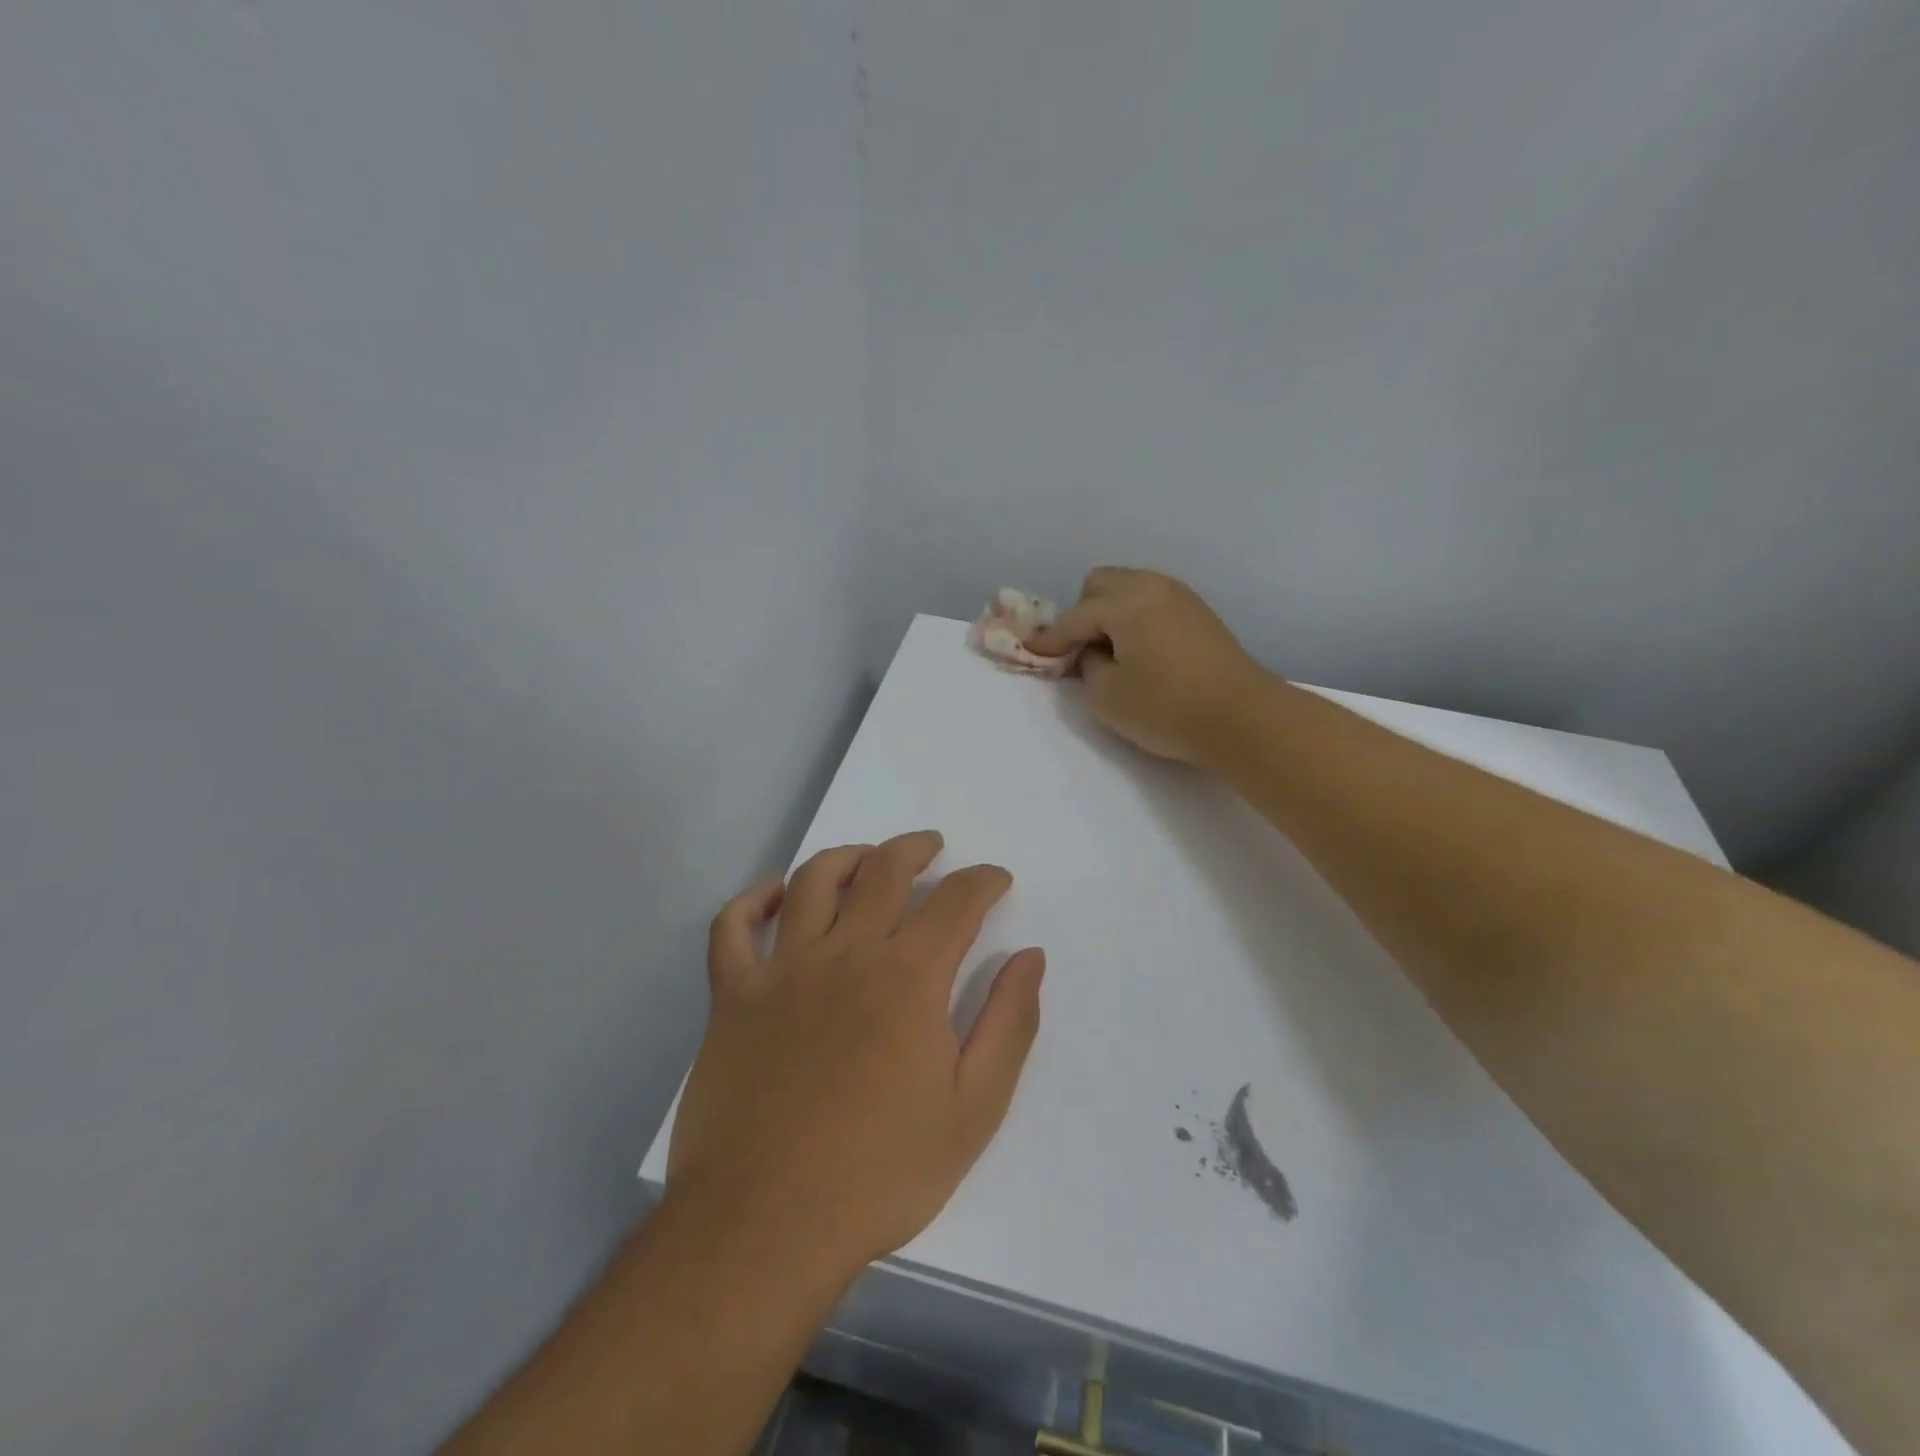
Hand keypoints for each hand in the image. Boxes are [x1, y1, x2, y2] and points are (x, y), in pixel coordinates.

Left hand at [666, 831, 1044, 1281]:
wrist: (765, 1226)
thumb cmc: (879, 1173)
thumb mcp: (973, 1110)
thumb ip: (1008, 1024)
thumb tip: (1030, 957)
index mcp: (907, 978)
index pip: (956, 901)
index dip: (982, 880)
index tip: (995, 879)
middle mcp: (845, 954)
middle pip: (883, 870)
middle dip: (915, 849)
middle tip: (932, 848)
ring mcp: (781, 969)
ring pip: (812, 880)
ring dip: (846, 857)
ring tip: (866, 859)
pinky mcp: (731, 996)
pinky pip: (733, 926)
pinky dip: (753, 900)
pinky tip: (777, 896)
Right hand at [1027, 567, 1271, 763]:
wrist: (1243, 719)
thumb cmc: (1167, 708)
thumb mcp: (1107, 695)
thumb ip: (1087, 666)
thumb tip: (1093, 652)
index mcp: (1127, 602)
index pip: (1075, 617)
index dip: (1050, 639)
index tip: (1030, 653)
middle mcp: (1153, 587)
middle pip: (1101, 583)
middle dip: (1082, 613)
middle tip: (1082, 651)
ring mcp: (1181, 597)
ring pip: (1129, 589)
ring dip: (1111, 614)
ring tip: (1112, 653)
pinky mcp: (1200, 614)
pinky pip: (1152, 602)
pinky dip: (1136, 619)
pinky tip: (1140, 652)